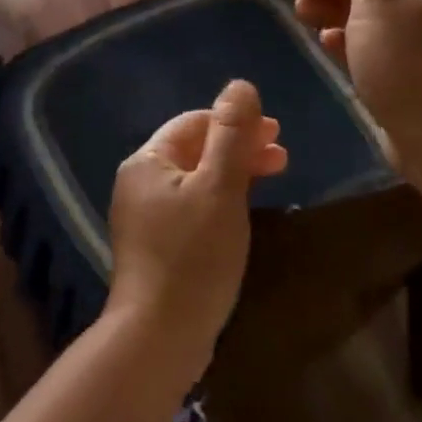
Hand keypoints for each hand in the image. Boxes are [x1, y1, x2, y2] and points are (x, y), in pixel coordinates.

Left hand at [104, 80, 286, 375]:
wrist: (159, 336)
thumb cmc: (193, 256)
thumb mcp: (219, 188)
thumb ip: (232, 135)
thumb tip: (240, 85)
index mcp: (147, 161)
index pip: (195, 123)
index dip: (236, 122)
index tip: (277, 133)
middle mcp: (140, 182)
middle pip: (195, 149)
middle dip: (239, 147)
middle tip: (282, 156)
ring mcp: (146, 216)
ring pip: (197, 179)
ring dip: (234, 172)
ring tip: (272, 178)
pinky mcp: (157, 244)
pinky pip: (193, 206)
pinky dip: (221, 199)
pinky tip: (243, 210)